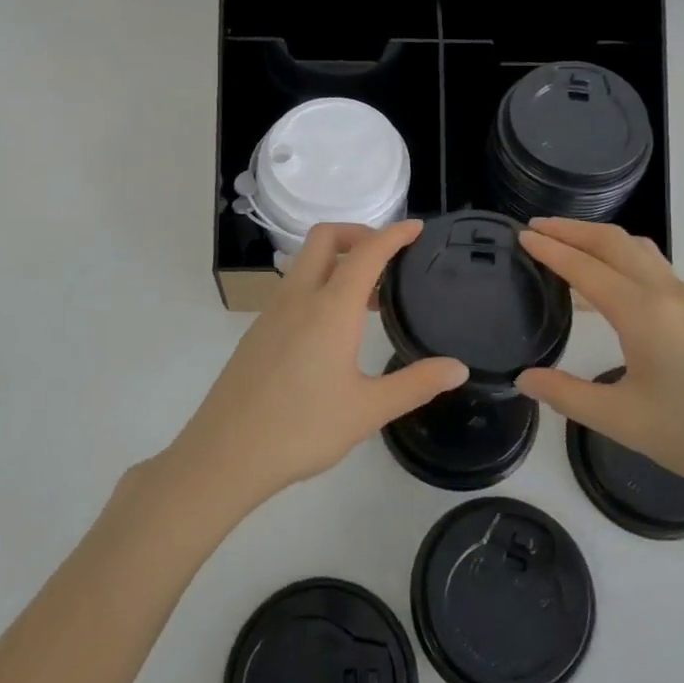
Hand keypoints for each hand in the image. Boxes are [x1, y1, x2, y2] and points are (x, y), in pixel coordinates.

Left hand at [166, 220, 467, 513]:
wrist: (225, 454)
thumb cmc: (302, 429)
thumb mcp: (368, 410)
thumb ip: (416, 384)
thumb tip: (459, 368)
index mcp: (330, 308)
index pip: (367, 252)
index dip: (394, 234)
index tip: (417, 228)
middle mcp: (299, 297)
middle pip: (325, 238)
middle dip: (358, 234)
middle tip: (388, 257)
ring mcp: (273, 312)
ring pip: (306, 262)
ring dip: (338, 261)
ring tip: (369, 298)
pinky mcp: (258, 332)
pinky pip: (293, 288)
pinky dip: (319, 284)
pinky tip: (333, 328)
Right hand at [515, 218, 683, 505]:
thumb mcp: (624, 421)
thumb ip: (568, 395)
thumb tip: (524, 378)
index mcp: (643, 313)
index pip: (586, 268)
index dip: (551, 249)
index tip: (521, 234)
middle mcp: (666, 293)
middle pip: (613, 242)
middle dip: (572, 230)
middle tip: (536, 227)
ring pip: (637, 250)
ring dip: (598, 240)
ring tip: (566, 246)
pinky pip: (651, 268)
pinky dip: (619, 259)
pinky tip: (606, 288)